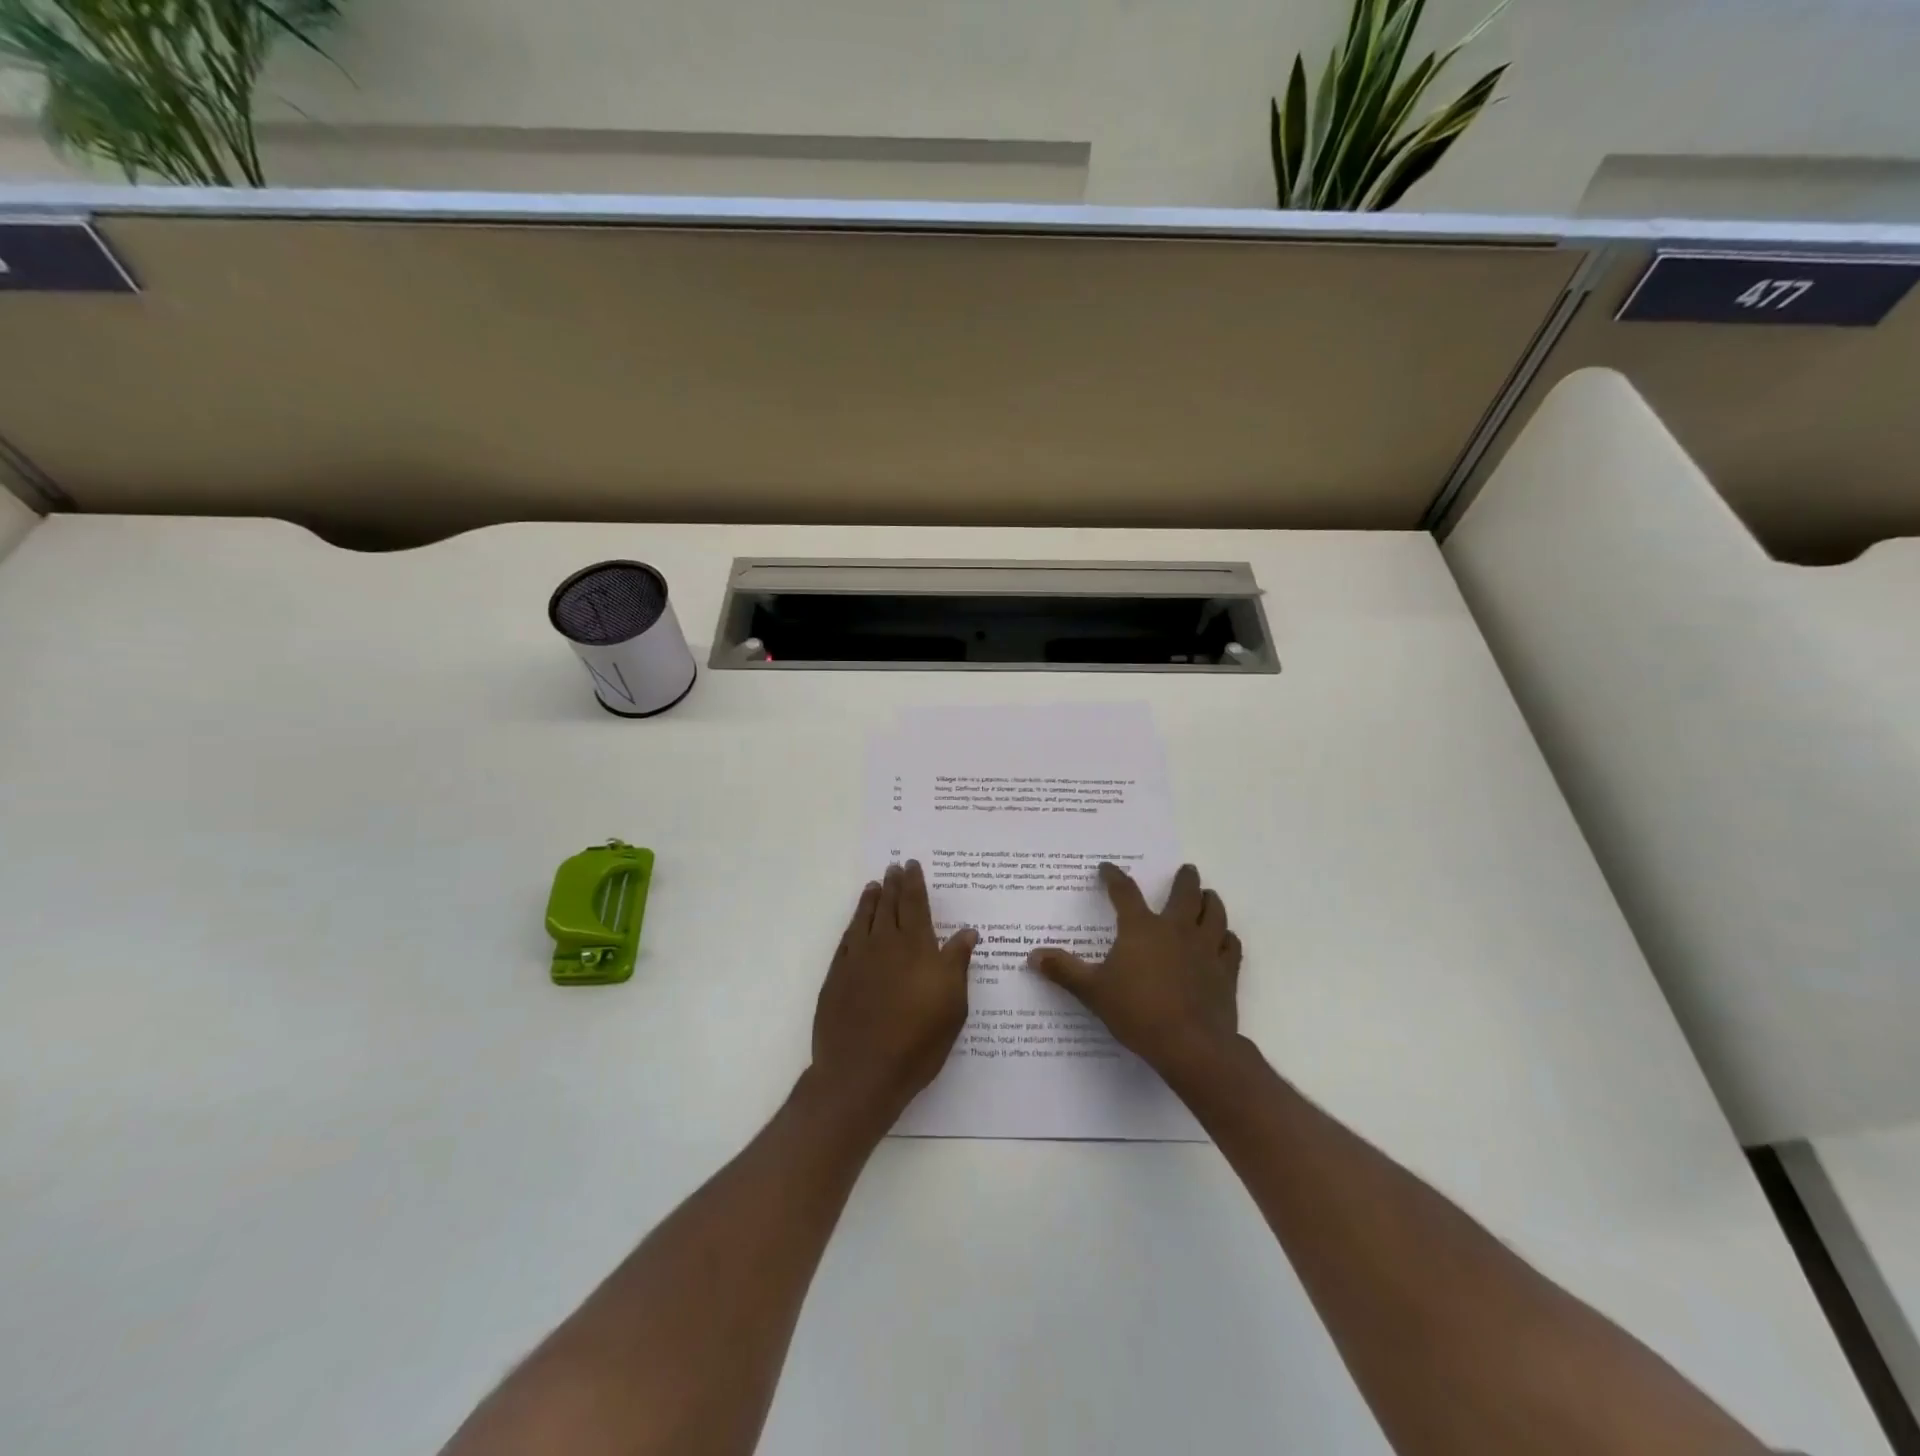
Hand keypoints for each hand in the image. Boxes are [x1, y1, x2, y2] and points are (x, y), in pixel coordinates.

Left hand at [811, 861, 978, 1123]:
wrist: (862, 1072)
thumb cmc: (917, 1042)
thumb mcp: (953, 1005)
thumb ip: (957, 963)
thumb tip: (966, 931)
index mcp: (916, 948)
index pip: (914, 905)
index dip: (914, 883)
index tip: (911, 865)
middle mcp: (884, 944)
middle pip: (889, 905)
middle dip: (893, 884)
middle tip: (894, 866)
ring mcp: (856, 959)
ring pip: (864, 918)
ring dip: (871, 899)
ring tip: (874, 885)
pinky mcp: (837, 977)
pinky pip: (847, 939)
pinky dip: (853, 924)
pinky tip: (856, 923)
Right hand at [1028, 863, 1242, 1084]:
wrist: (1191, 1045)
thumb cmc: (1137, 1013)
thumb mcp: (1093, 992)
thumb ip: (1064, 971)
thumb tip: (1033, 956)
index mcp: (1141, 929)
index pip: (1125, 892)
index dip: (1114, 877)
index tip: (1107, 868)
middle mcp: (1176, 930)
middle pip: (1185, 894)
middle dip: (1185, 879)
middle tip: (1187, 869)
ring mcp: (1206, 949)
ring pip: (1214, 914)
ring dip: (1212, 901)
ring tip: (1209, 895)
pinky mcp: (1226, 972)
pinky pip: (1231, 945)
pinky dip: (1227, 937)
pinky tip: (1225, 938)